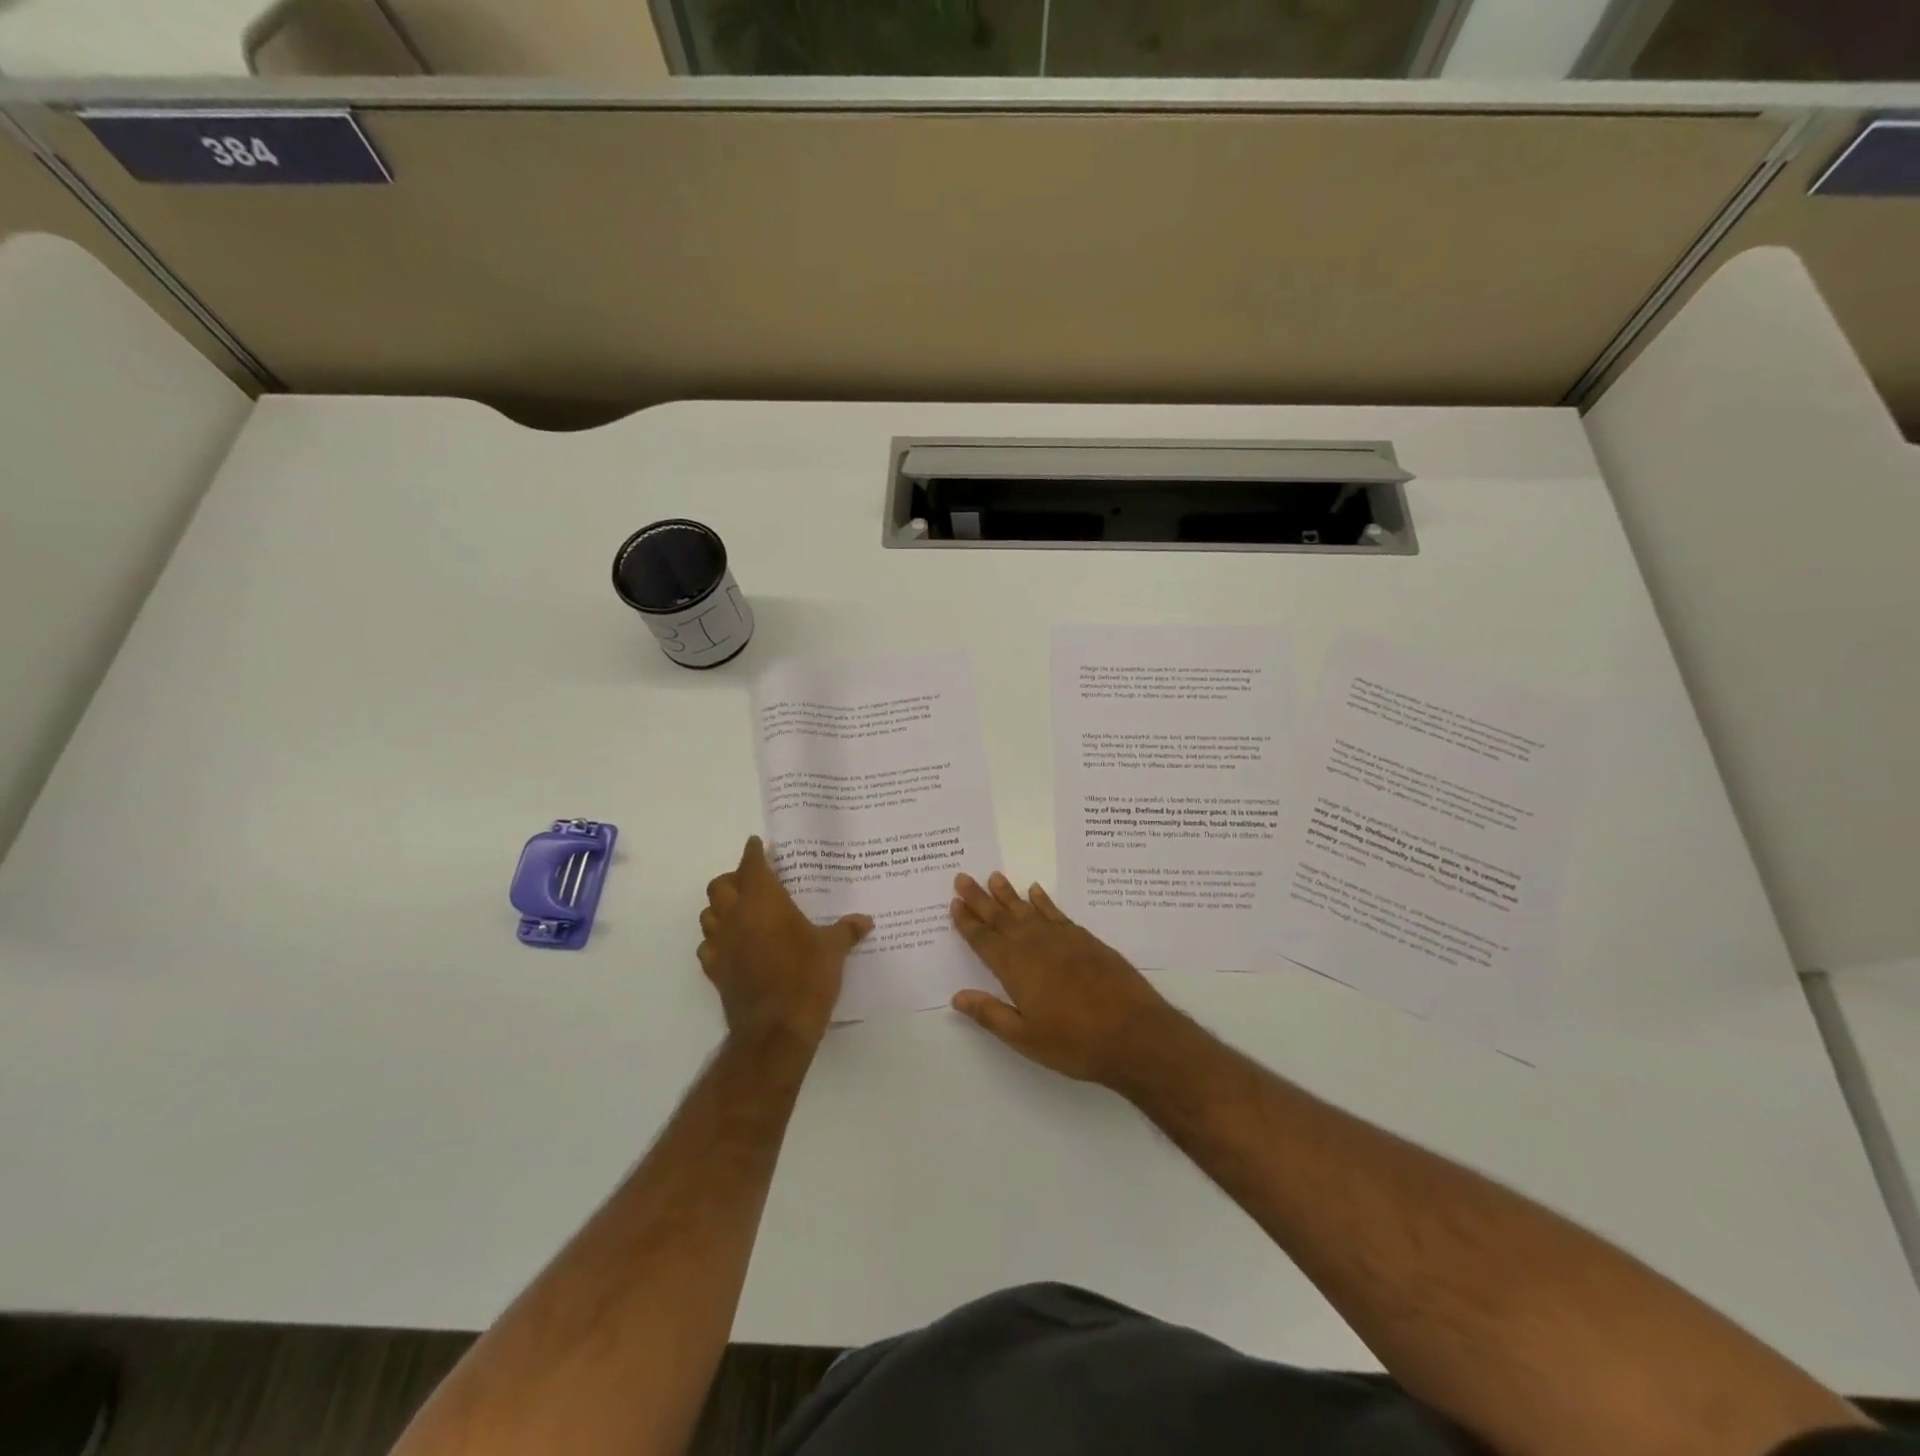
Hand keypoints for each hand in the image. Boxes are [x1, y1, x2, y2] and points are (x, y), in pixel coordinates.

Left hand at [699, 837, 871, 1049]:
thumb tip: (865, 920)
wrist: (775, 1029)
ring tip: (741, 910)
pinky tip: (733, 946)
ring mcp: (721, 944)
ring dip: (720, 908)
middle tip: (752, 880)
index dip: (754, 852)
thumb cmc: (806, 977)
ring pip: (708, 914)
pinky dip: (717, 940)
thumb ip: (846, 931)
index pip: (752, 864)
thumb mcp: (833, 950)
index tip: (758, 844)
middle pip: (720, 885)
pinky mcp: (715, 971)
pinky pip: (708, 947)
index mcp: (764, 900)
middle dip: (733, 878)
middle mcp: (736, 916)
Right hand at [949, 871, 1180, 1086]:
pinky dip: (1044, 901)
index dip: (968, 922)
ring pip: (1028, 909)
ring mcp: (1062, 939)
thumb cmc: (1076, 1042)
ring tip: (994, 876)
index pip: (984, 940)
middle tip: (963, 877)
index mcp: (1016, 969)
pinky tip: (1035, 891)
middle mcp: (1035, 946)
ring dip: (1009, 894)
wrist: (1135, 1033)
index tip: (954, 902)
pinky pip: (1057, 913)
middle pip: (1001, 917)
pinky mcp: (1085, 939)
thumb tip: (957, 997)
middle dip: (980, 899)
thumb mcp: (1025, 1038)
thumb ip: (990, 1014)